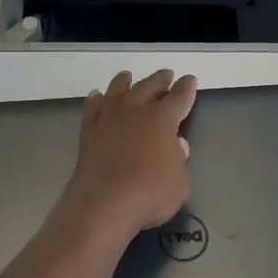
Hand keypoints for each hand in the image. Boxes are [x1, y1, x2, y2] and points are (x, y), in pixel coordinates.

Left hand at [61, 69, 197, 240]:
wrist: (104, 203)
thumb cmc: (150, 193)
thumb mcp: (179, 183)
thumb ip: (179, 161)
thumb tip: (176, 145)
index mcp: (163, 118)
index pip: (179, 97)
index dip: (186, 88)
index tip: (189, 80)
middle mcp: (136, 110)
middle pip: (149, 86)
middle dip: (159, 80)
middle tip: (166, 74)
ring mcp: (109, 118)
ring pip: (117, 90)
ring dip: (124, 82)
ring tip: (127, 76)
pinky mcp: (89, 131)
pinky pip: (93, 108)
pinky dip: (96, 100)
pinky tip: (97, 96)